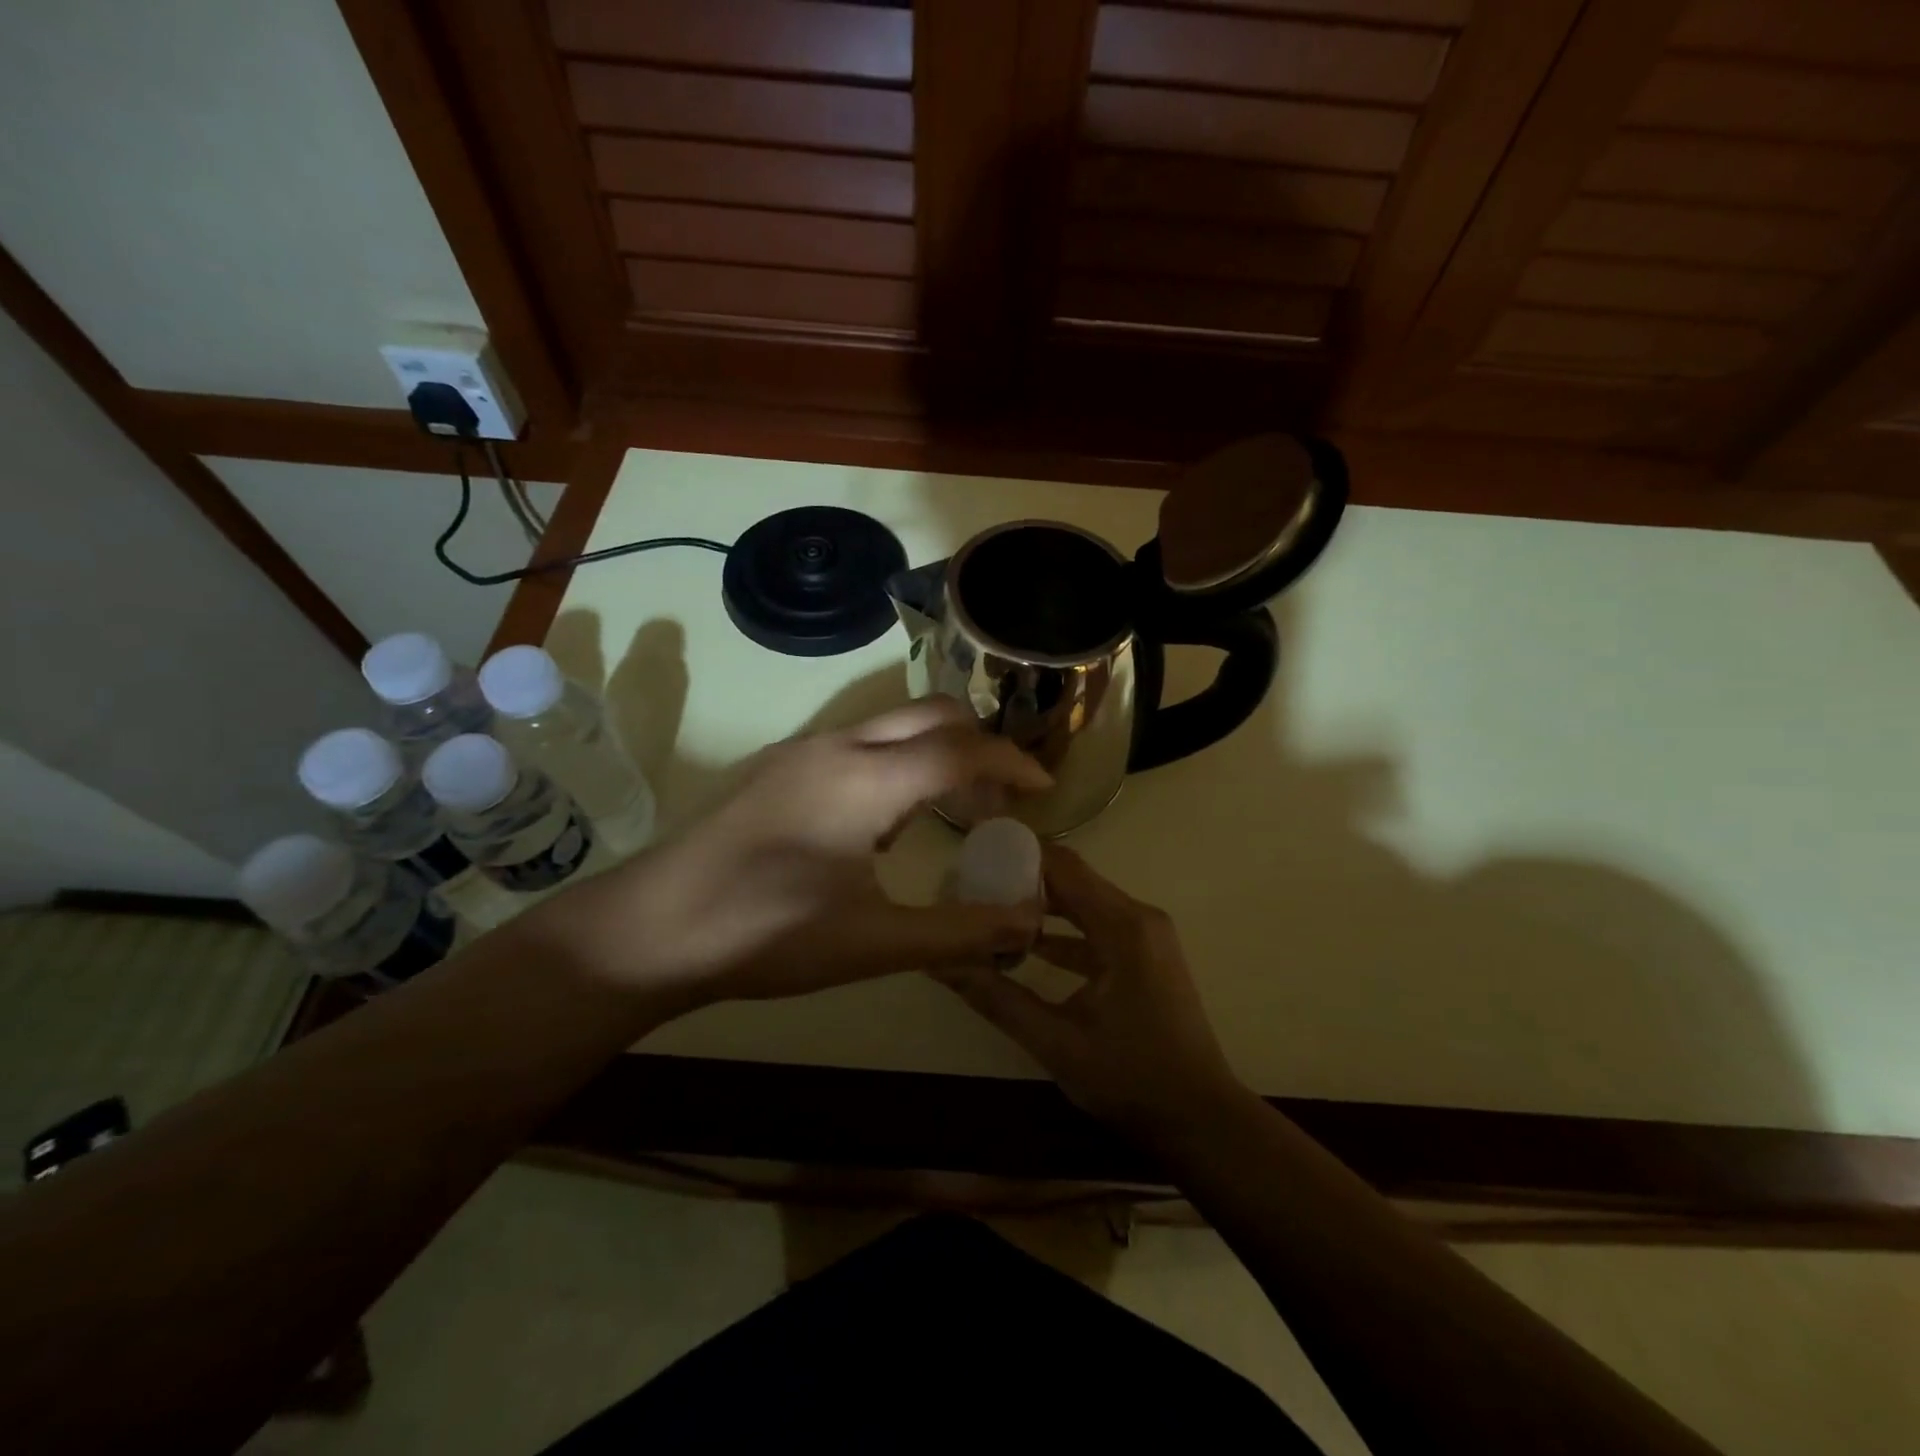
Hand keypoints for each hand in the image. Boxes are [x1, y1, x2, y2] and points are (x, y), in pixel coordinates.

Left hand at [539, 699, 1051, 1012]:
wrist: (652, 927)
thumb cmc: (766, 933)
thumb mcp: (872, 942)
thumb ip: (958, 931)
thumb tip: (1029, 920)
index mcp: (867, 778)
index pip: (963, 750)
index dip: (1013, 764)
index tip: (1044, 790)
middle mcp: (838, 745)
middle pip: (931, 715)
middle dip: (979, 745)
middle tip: (1002, 798)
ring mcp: (803, 751)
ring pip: (892, 725)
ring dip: (936, 751)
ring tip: (955, 809)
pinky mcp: (779, 767)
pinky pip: (859, 742)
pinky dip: (898, 761)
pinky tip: (890, 821)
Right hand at [938, 844, 1246, 1138]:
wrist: (1201, 1119)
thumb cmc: (1131, 1079)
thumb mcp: (1056, 1043)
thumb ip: (999, 999)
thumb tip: (945, 965)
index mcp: (1122, 927)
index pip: (1064, 867)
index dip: (1020, 855)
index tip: (976, 856)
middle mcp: (1138, 918)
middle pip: (1074, 879)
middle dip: (1025, 879)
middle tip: (975, 884)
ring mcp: (1146, 936)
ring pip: (1086, 903)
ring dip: (1043, 905)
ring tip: (992, 909)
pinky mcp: (1146, 956)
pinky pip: (1098, 927)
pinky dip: (1064, 932)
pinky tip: (1028, 947)